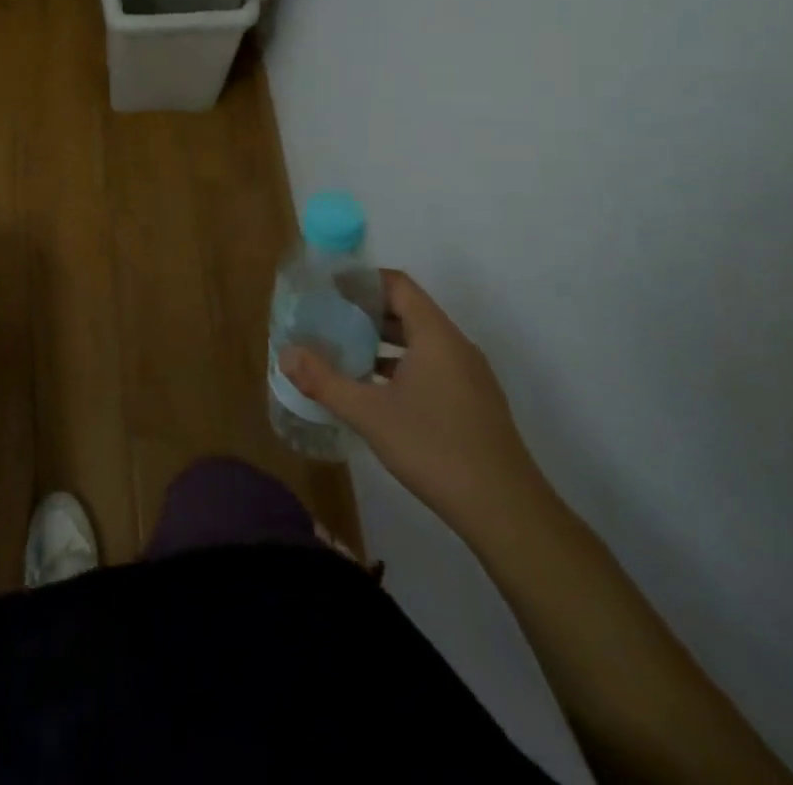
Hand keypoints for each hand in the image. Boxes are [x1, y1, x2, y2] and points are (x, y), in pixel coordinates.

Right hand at [282, 270, 544, 539]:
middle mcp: (456, 347)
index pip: (397, 285)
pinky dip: (400, 365)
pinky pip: (431, 366)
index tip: (328, 287)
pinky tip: (375, 390)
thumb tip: (285, 354)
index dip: (362, 280)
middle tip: (327, 317)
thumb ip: (324, 380)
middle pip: (408, 310)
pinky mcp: (473, 403)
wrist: (507, 513)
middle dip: (366, 310)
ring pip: (419, 341)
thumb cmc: (435, 449)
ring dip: (382, 341)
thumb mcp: (369, 414)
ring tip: (343, 350)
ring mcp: (469, 377)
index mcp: (435, 336)